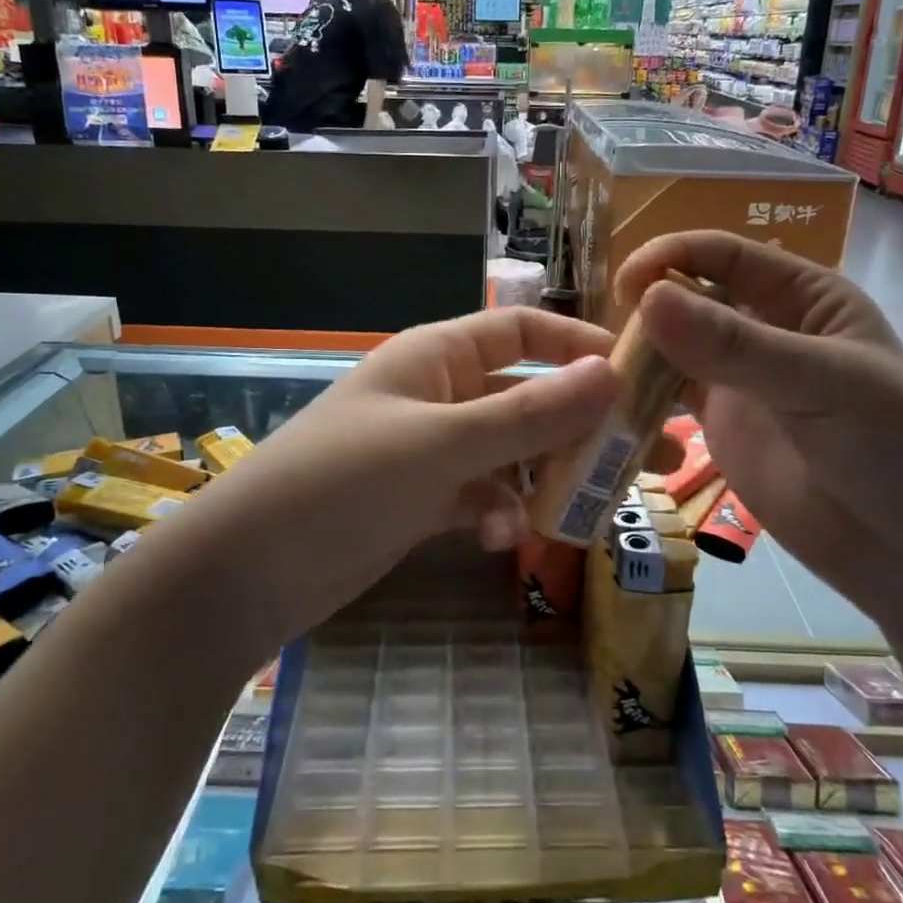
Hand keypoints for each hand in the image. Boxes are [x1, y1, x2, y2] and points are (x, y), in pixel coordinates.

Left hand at [179, 308, 623, 644]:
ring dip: (547, 477)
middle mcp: (439, 395)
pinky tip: (502, 540)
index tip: (640, 378)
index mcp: (438, 356)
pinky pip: (481, 496)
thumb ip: (528, 415)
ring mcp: (431, 450)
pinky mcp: (422, 500)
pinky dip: (499, 513)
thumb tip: (612, 376)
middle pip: (529, 397)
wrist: (248, 571)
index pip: (523, 331)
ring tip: (592, 509)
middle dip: (584, 425)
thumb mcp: (441, 445)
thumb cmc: (342, 483)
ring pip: (512, 452)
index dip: (580, 348)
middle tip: (654, 458)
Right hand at [616, 232, 902, 628]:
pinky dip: (639, 398)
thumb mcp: (822, 383)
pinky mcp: (719, 428)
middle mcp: (765, 330)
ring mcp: (739, 381)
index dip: (674, 257)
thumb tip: (648, 298)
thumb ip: (734, 346)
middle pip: (691, 298)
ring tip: (597, 375)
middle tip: (602, 341)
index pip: (726, 256)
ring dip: (637, 355)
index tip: (627, 284)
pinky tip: (610, 409)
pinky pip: (668, 399)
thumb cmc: (898, 450)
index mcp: (803, 297)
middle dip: (649, 308)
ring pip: (673, 349)